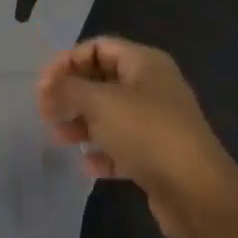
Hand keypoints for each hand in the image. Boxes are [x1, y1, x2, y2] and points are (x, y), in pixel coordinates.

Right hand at [35, 37, 237, 237]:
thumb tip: (45, 86)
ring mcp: (157, 123)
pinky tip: (88, 166)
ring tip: (59, 139)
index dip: (67, 61)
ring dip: (82, 125)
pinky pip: (122, 147)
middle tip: (45, 113)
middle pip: (102, 81)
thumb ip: (67, 90)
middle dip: (71, 95)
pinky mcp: (157, 155)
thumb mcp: (100, 103)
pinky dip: (103, 153)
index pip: (99, 47)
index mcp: (145, 63)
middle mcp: (153, 87)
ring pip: (110, 116)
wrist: (195, 189)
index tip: (43, 86)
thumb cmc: (146, 132)